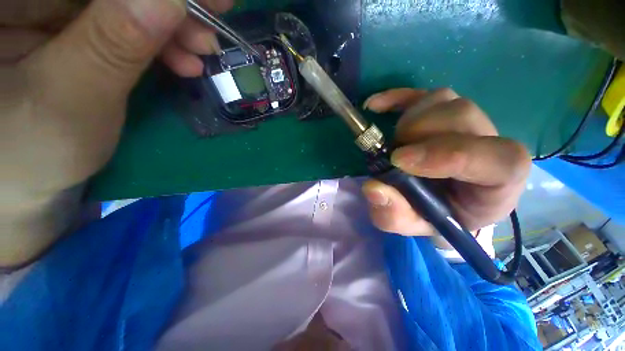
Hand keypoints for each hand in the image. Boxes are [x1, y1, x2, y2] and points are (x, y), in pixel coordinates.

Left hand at [0, 0, 231, 266]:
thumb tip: (170, 0)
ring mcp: (48, 15)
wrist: (24, 187)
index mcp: (6, 7)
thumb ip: (112, 43)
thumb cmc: (31, 159)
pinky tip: (181, 60)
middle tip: (210, 28)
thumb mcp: (68, 100)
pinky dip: (158, 39)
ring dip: (169, 25)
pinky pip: (122, 23)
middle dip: (166, 4)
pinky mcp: (70, 32)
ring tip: (200, 53)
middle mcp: (25, 4)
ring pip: (122, 3)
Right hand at [361, 88, 530, 238]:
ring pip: (442, 100)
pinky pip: (421, 94)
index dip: (447, 154)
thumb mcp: (414, 225)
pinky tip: (375, 106)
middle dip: (418, 133)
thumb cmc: (435, 216)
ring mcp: (469, 120)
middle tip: (393, 155)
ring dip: (407, 120)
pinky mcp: (443, 110)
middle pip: (462, 115)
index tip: (399, 161)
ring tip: (393, 143)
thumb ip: (395, 215)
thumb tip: (373, 189)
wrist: (444, 200)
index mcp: (498, 182)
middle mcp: (491, 143)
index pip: (498, 158)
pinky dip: (395, 98)